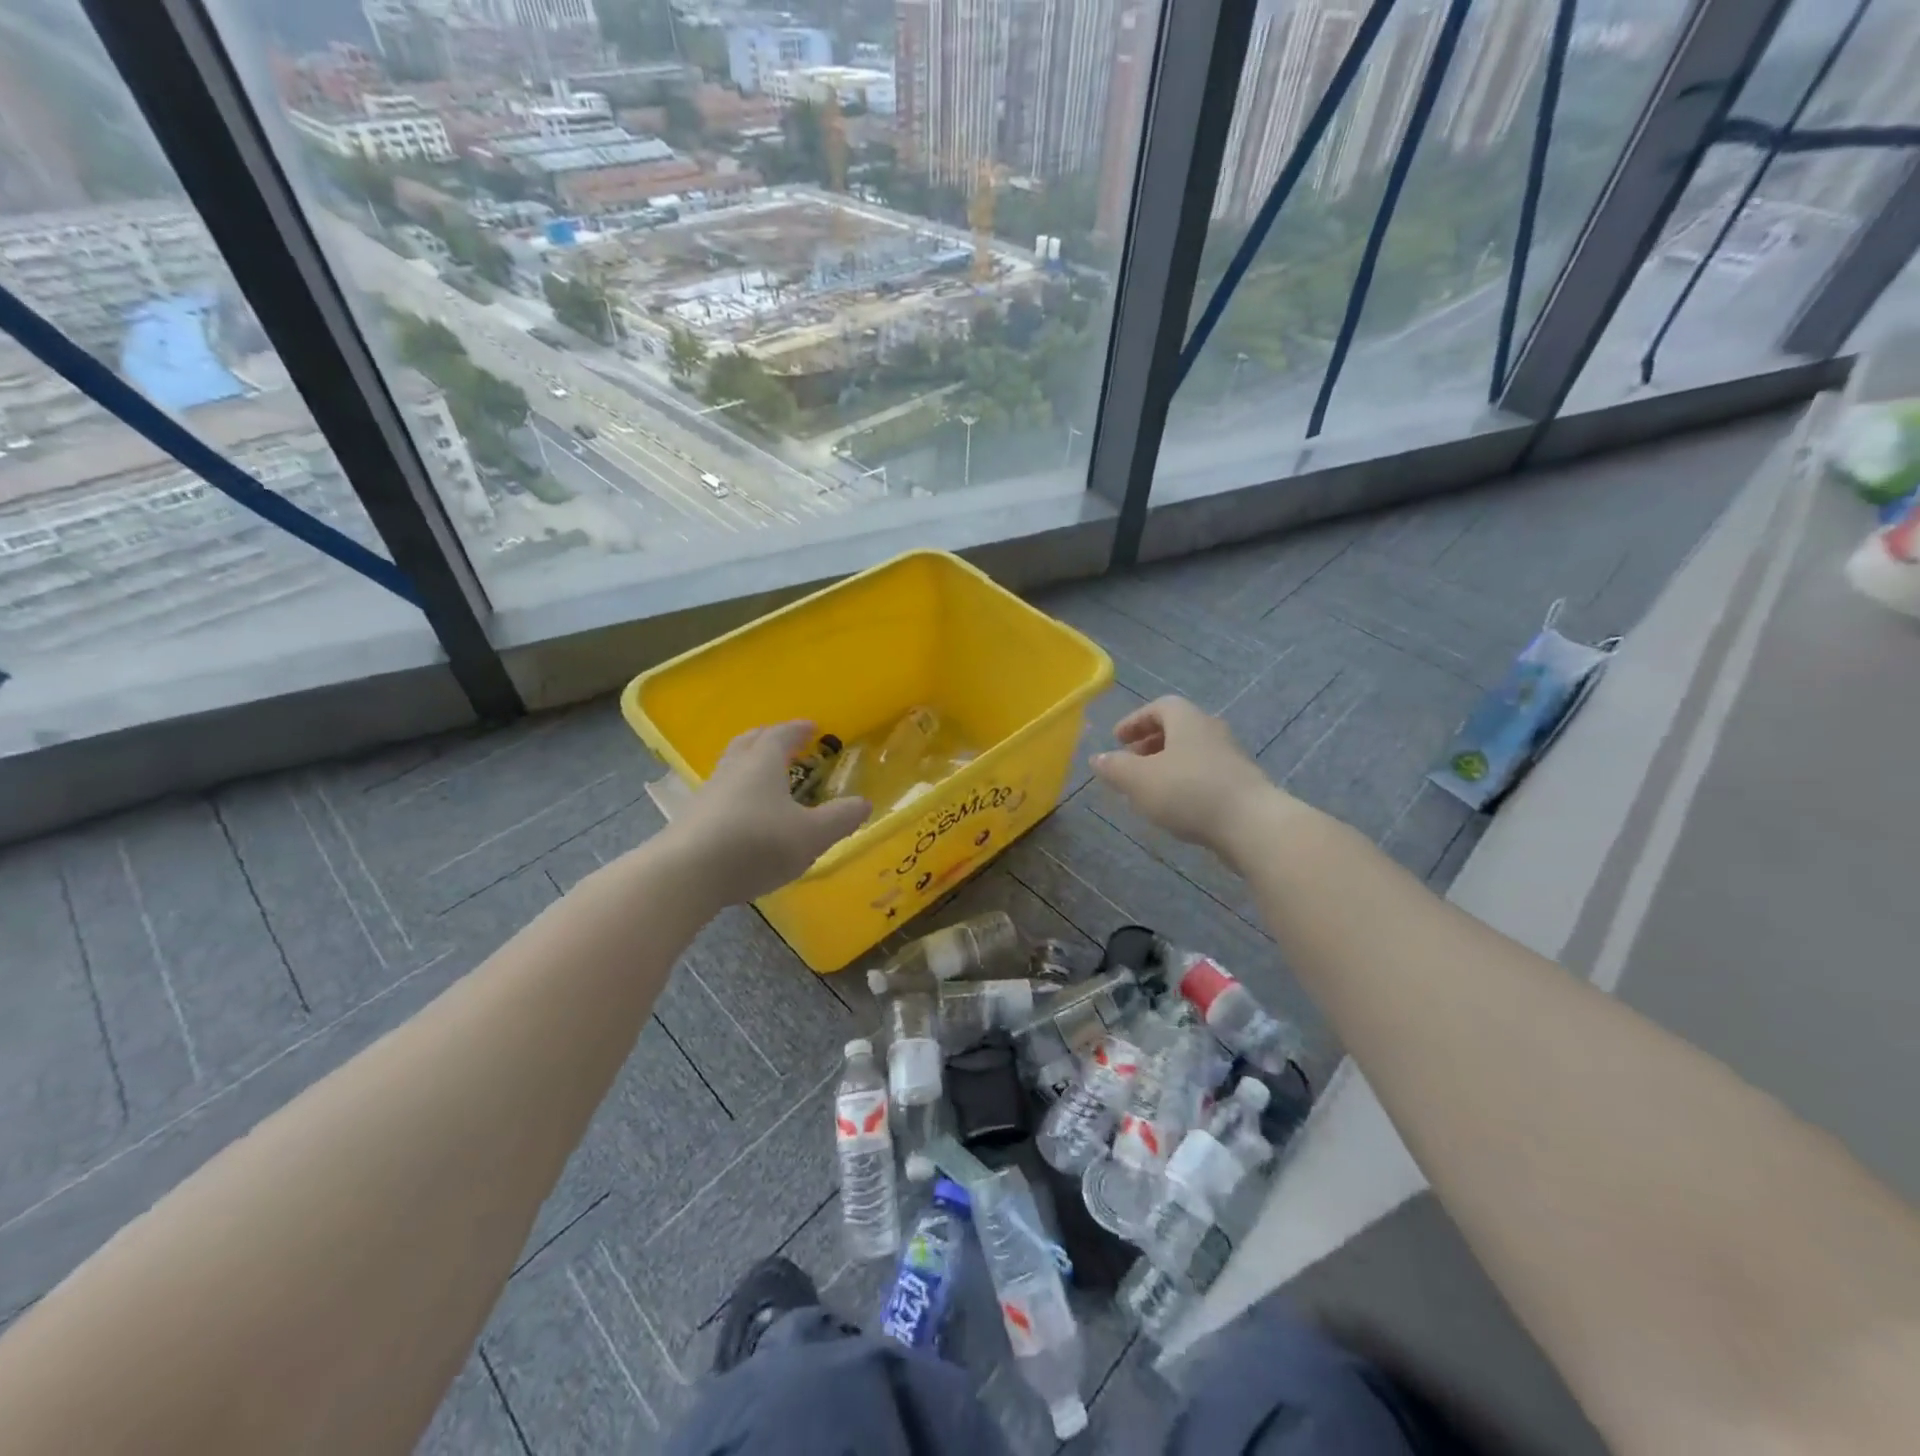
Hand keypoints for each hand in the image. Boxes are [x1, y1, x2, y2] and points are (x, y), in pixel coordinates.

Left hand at [670, 722, 870, 904]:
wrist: (687, 874)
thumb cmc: (757, 843)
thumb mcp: (811, 834)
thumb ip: (840, 818)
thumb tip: (863, 803)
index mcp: (763, 762)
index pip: (782, 734)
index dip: (798, 729)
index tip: (812, 727)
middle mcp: (733, 769)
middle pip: (749, 742)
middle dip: (768, 738)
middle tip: (784, 742)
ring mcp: (707, 794)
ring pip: (730, 767)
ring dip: (748, 766)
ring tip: (764, 778)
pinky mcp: (691, 820)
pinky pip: (719, 796)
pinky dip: (735, 795)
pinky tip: (743, 815)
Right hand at [1090, 697, 1284, 857]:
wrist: (1252, 824)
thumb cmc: (1188, 792)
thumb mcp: (1139, 780)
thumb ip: (1115, 767)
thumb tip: (1097, 758)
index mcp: (1187, 719)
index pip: (1159, 707)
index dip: (1135, 721)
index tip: (1117, 739)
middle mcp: (1211, 730)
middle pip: (1177, 728)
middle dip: (1150, 743)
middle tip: (1130, 761)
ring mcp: (1231, 757)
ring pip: (1191, 753)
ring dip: (1167, 764)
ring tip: (1148, 787)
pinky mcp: (1242, 784)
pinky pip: (1205, 774)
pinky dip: (1185, 782)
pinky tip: (1175, 806)